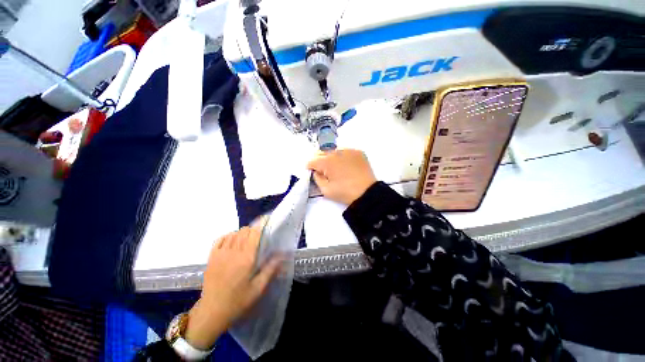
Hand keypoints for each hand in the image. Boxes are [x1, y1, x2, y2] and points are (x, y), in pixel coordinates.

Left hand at [185, 225, 280, 348]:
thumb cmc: (238, 301)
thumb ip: (271, 269)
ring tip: (247, 241)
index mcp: (247, 258)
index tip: (267, 220)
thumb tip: (282, 254)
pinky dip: (229, 236)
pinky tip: (232, 242)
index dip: (261, 224)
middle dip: (253, 229)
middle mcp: (234, 252)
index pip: (255, 233)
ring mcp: (220, 254)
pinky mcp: (211, 257)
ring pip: (234, 233)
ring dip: (242, 233)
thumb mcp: (258, 288)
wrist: (212, 312)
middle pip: (245, 230)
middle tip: (258, 237)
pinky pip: (221, 239)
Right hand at [307, 149, 376, 204]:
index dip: (310, 167)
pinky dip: (342, 157)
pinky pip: (345, 151)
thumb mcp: (325, 190)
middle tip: (323, 171)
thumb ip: (316, 178)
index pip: (312, 160)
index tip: (313, 172)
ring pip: (333, 151)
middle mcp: (336, 152)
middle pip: (321, 153)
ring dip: (331, 158)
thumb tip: (316, 171)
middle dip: (319, 161)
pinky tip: (346, 166)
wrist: (367, 193)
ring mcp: (348, 150)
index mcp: (327, 162)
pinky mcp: (358, 152)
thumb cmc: (345, 192)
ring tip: (336, 168)